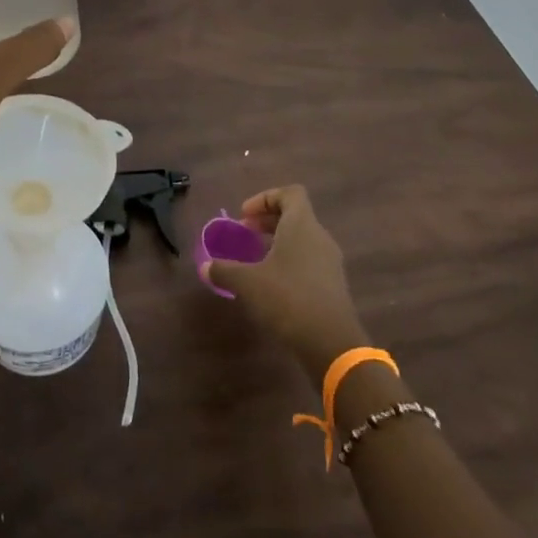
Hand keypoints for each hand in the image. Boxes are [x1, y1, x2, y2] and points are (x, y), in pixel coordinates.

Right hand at [205, 186, 368, 383]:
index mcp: (302, 225)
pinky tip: (272, 286)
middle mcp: (319, 237)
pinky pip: (309, 262)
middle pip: (295, 216)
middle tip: (244, 235)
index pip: (290, 193)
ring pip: (302, 240)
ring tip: (255, 261)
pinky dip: (289, 264)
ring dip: (278, 244)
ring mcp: (330, 262)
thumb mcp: (247, 282)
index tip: (245, 216)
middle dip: (268, 221)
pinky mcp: (333, 286)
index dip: (266, 198)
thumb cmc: (288, 299)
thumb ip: (224, 270)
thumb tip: (205, 267)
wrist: (331, 344)